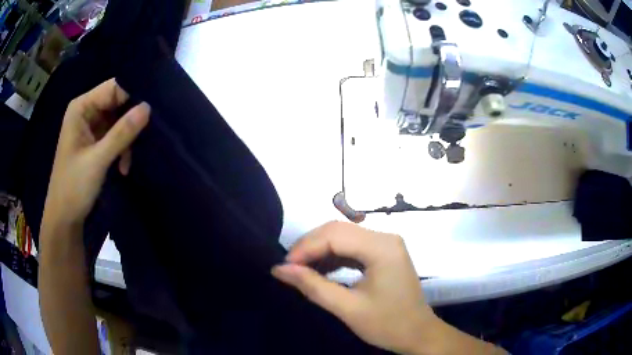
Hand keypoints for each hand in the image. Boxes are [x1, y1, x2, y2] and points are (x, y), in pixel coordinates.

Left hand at [42, 79, 149, 230]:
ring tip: (128, 160)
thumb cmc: (73, 186)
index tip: (151, 110)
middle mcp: (86, 112)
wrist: (64, 218)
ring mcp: (91, 127)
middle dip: (131, 120)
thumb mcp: (98, 160)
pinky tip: (123, 166)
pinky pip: (115, 136)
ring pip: (118, 120)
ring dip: (127, 139)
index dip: (133, 95)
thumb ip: (122, 133)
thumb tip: (148, 107)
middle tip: (143, 137)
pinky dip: (122, 149)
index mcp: (81, 107)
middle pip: (117, 103)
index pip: (113, 88)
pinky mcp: (95, 142)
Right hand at [271, 221, 437, 353]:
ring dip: (319, 250)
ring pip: (343, 237)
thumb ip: (313, 286)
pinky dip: (333, 256)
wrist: (418, 334)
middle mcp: (385, 238)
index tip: (284, 267)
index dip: (305, 248)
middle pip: (338, 230)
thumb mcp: (348, 308)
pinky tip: (320, 269)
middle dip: (310, 246)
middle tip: (289, 267)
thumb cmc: (388, 325)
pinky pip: (352, 247)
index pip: (334, 236)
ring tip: (299, 269)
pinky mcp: (384, 253)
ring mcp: (386, 244)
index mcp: (381, 248)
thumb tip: (279, 270)